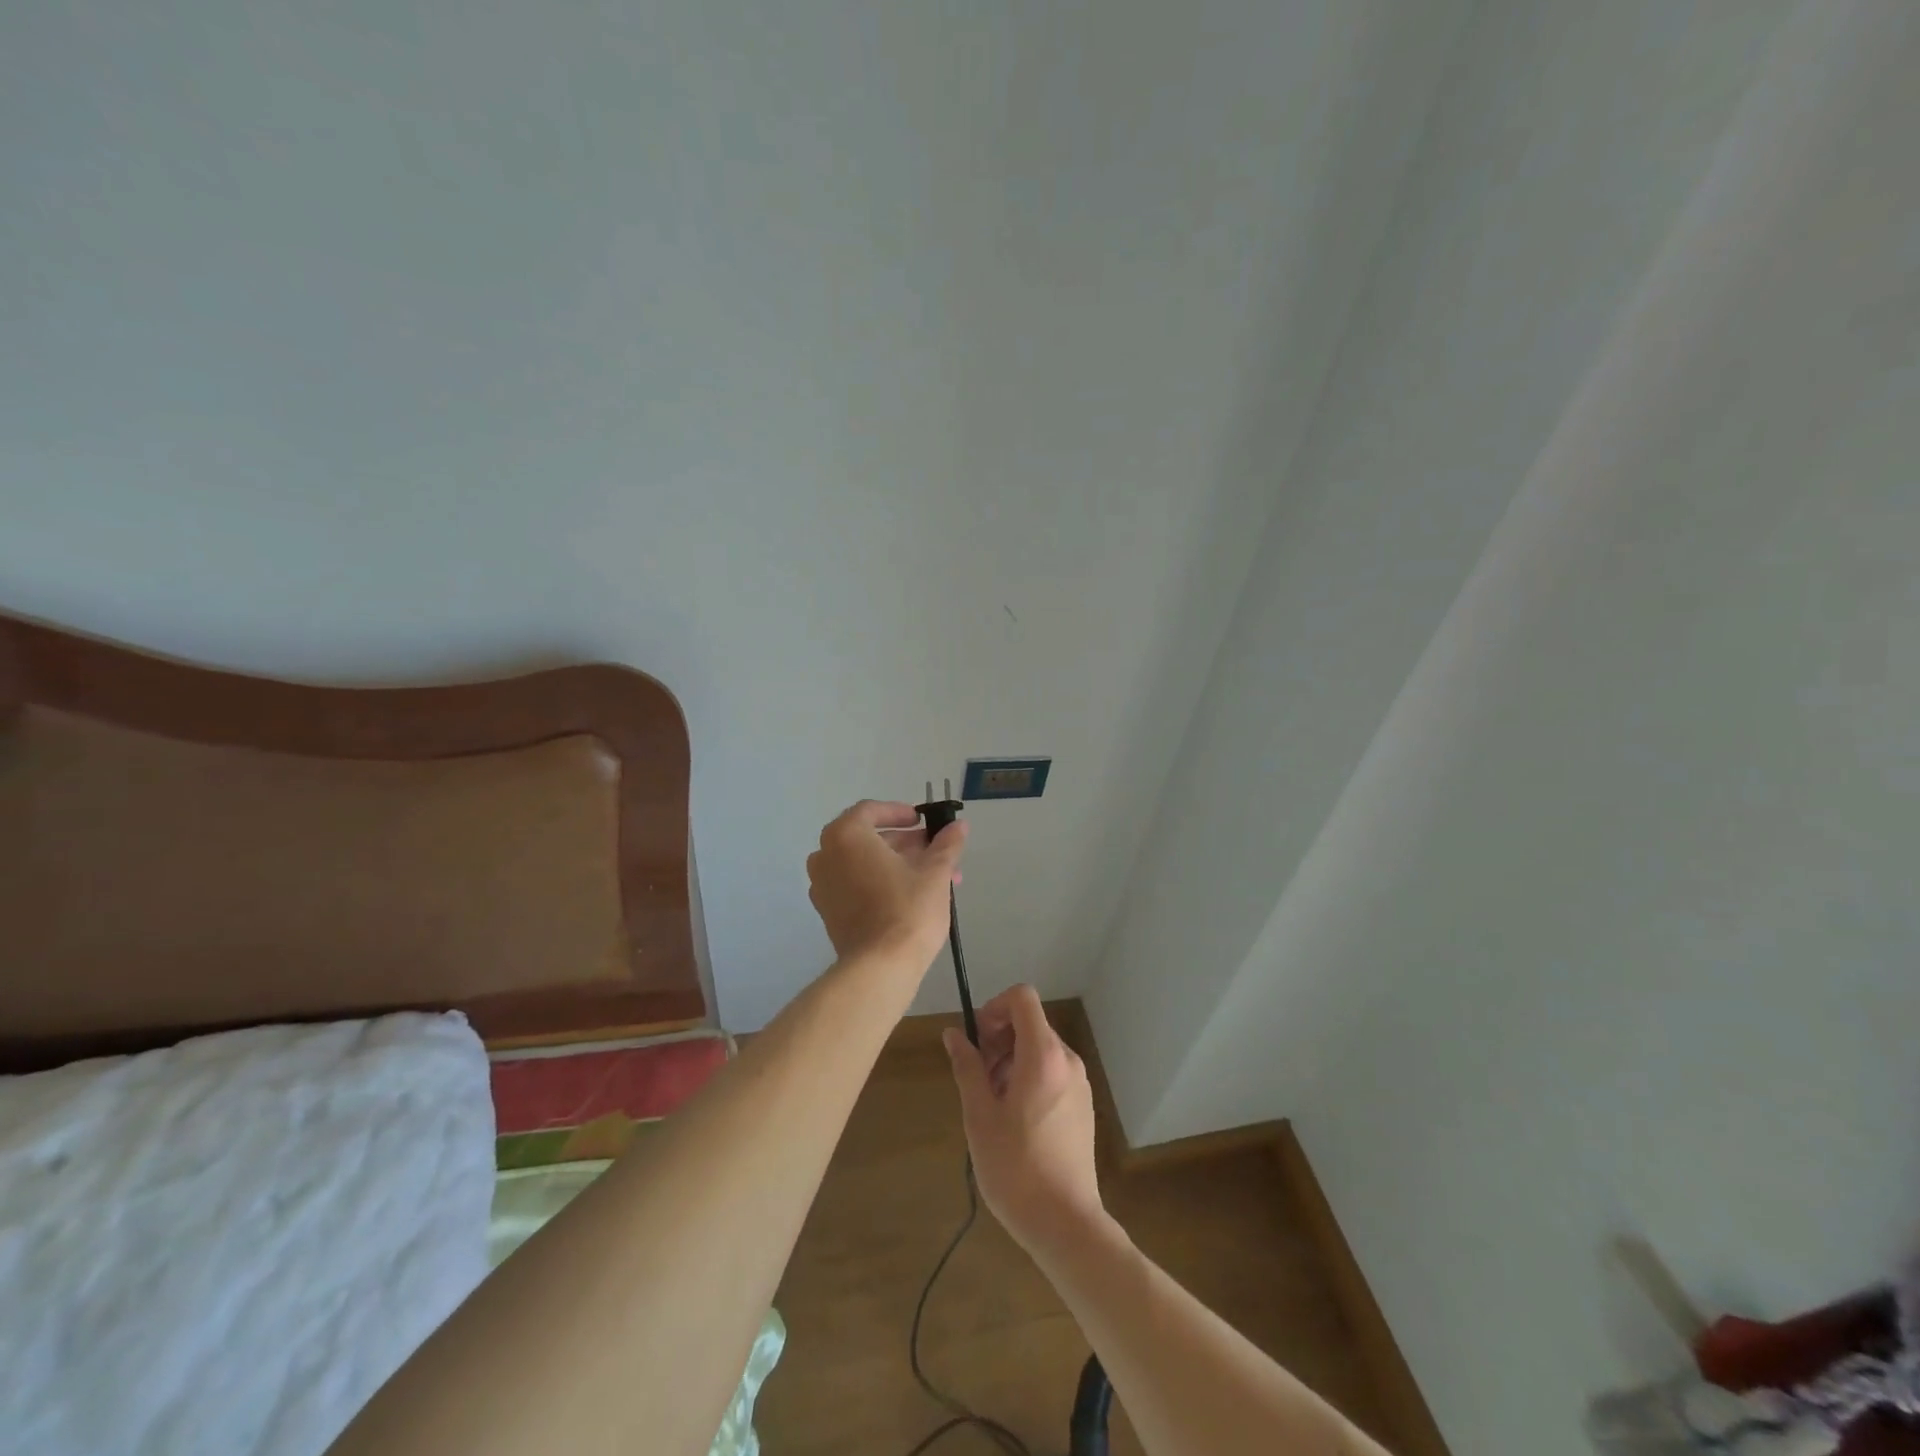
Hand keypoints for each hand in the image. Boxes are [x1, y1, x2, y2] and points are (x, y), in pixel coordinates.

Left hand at [806, 800, 966, 969]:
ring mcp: (822, 885)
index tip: (922, 821)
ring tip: (933, 876)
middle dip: (905, 843)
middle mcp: (826, 855)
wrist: (880, 967)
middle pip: (868, 838)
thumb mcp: (935, 873)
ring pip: (863, 863)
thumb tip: (959, 825)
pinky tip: (910, 895)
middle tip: (935, 850)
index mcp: (846, 836)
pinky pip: (854, 884)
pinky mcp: (827, 911)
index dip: (899, 812)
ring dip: (895, 863)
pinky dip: (878, 881)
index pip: (871, 811)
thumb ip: (946, 844)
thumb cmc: (907, 910)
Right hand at [943, 985, 1103, 1258]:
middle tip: (977, 1075)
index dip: (994, 1007)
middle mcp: (1067, 1060)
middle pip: (1030, 1022)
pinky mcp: (1083, 1104)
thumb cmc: (1016, 1168)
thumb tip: (954, 1034)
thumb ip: (967, 1067)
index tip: (976, 1041)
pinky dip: (1028, 1076)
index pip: (1023, 997)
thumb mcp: (979, 1116)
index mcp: (1043, 1055)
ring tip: (991, 1100)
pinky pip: (1052, 1070)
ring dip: (1010, 1059)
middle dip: (998, 1037)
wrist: (1066, 1223)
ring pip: (1040, 1047)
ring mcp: (1079, 1082)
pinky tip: (1013, 1117)